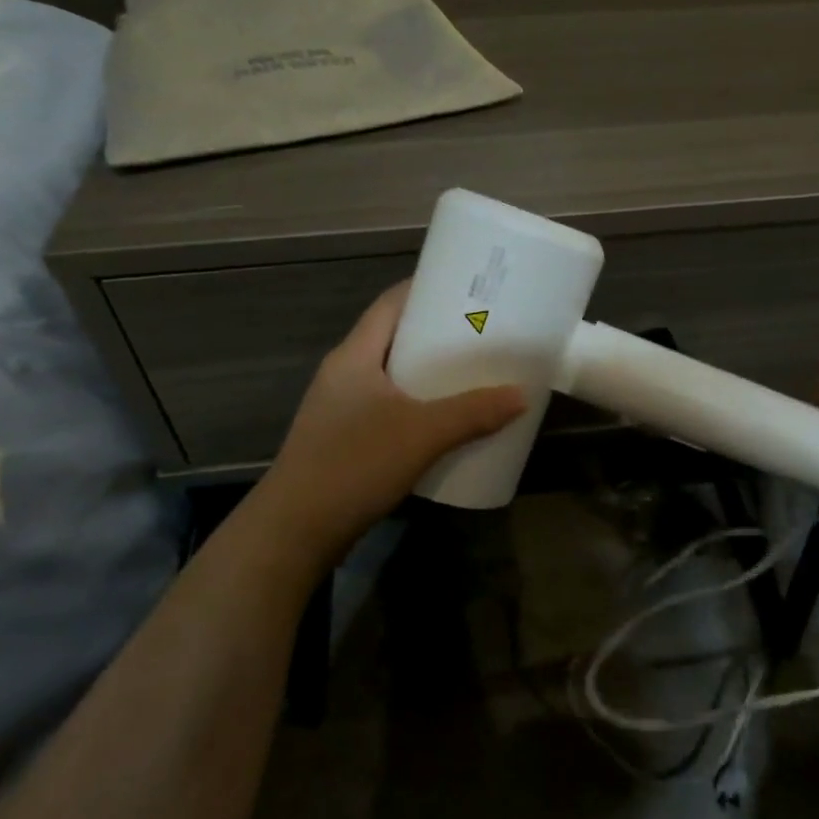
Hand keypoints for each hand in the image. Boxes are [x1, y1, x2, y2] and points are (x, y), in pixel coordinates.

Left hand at [253, 283, 525, 559]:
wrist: (296, 530)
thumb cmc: (354, 465)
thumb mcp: (422, 434)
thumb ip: (473, 413)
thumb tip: (522, 396)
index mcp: (354, 356)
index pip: (390, 304)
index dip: (426, 289)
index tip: (468, 289)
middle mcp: (344, 374)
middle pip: (394, 338)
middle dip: (436, 333)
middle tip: (481, 333)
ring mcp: (341, 408)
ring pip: (392, 375)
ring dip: (428, 373)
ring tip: (472, 373)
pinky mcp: (345, 439)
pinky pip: (389, 406)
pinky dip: (418, 404)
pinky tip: (445, 420)